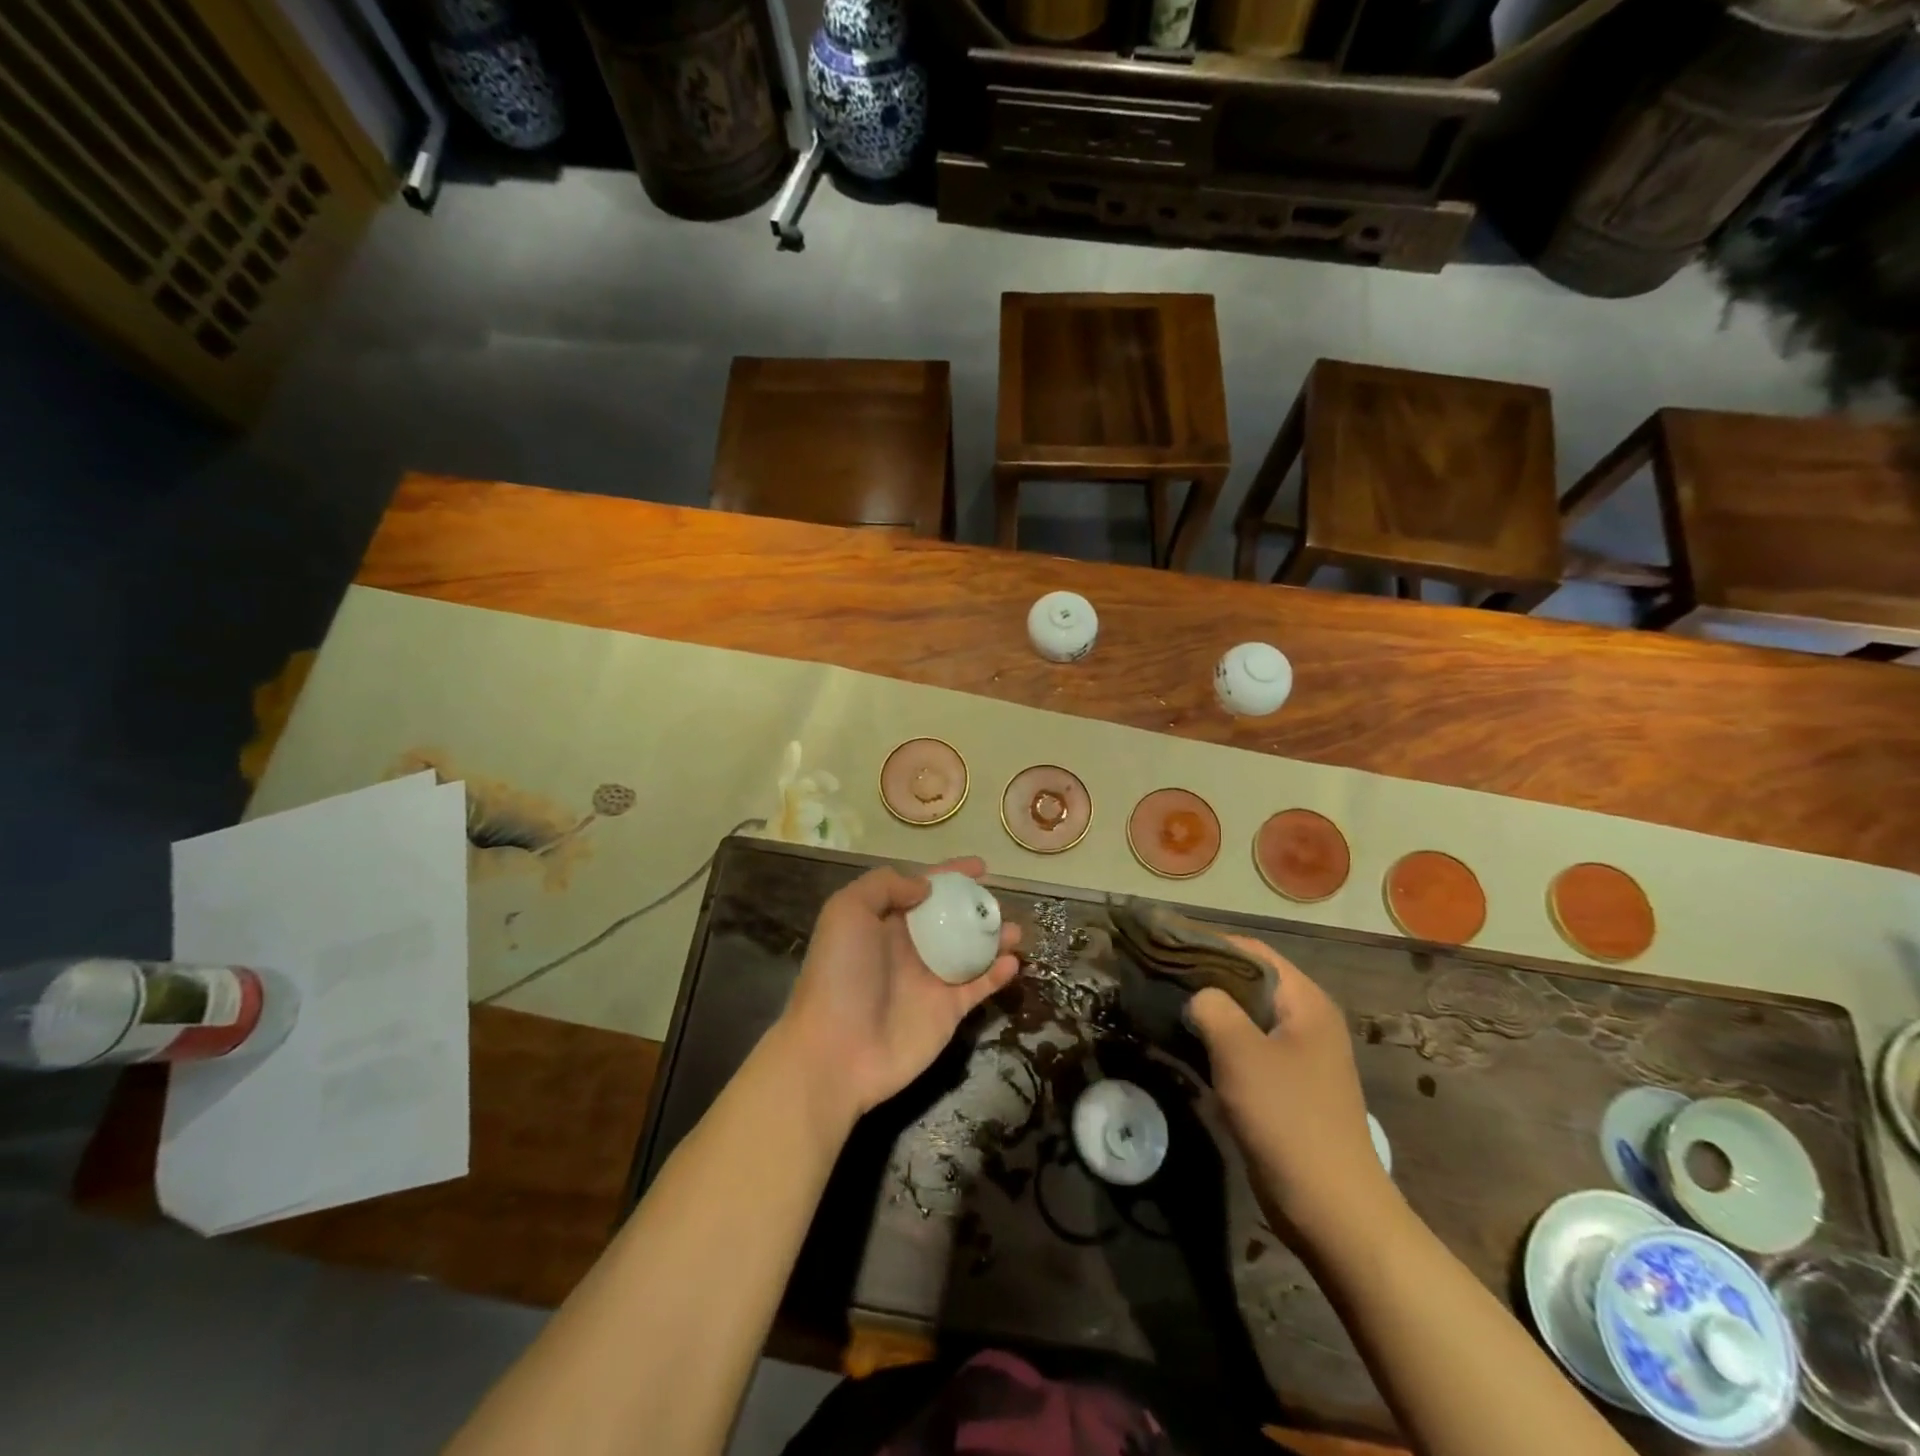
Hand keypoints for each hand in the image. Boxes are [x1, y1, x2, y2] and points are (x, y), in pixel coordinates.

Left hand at [778, 857, 1019, 1120]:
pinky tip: (1011, 962)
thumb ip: (884, 886)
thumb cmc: (840, 974)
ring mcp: (931, 981)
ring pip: (972, 951)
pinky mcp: (948, 1012)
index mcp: (886, 923)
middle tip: (997, 903)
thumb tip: (925, 887)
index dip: (950, 876)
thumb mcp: (847, 911)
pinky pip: (980, 987)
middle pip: (952, 919)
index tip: (980, 867)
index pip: (923, 890)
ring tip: (1013, 930)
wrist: (836, 1051)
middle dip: (977, 908)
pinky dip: (998, 974)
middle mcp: (911, 948)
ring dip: (995, 938)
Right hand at [1187, 936, 1394, 1242]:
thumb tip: (1196, 997)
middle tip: (1157, 975)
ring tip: (1162, 1005)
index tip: (1165, 945)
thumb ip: (1213, 1008)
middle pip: (1248, 982)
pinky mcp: (1284, 1087)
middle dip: (1204, 977)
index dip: (1209, 943)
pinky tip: (1183, 1044)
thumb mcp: (1240, 1052)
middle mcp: (1305, 1021)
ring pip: (1244, 1017)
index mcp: (1305, 1002)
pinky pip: (1245, 1049)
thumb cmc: (1288, 1118)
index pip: (1253, 951)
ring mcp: (1297, 1056)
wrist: (1330, 1208)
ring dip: (1208, 1012)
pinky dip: (1216, 1042)